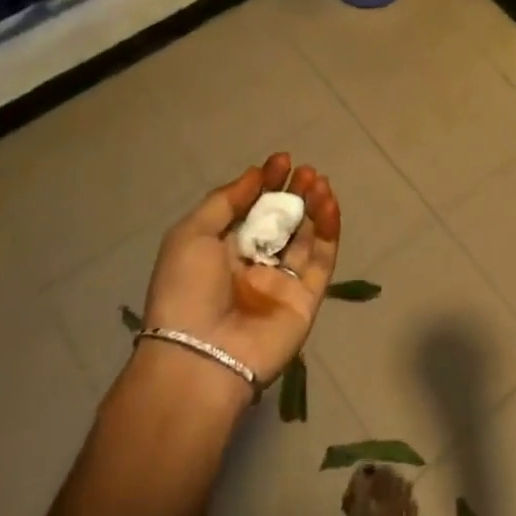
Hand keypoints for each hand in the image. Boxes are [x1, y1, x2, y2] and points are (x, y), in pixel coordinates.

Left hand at [141, 153, 340, 390]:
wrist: (200, 356)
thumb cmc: (187, 290)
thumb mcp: (191, 235)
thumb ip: (225, 201)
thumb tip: (256, 173)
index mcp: (222, 251)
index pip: (251, 210)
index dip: (266, 183)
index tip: (282, 160)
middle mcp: (253, 265)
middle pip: (282, 222)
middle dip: (294, 193)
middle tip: (306, 171)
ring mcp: (281, 283)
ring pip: (305, 238)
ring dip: (314, 207)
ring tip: (320, 181)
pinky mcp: (306, 299)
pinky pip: (322, 261)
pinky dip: (328, 231)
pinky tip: (329, 205)